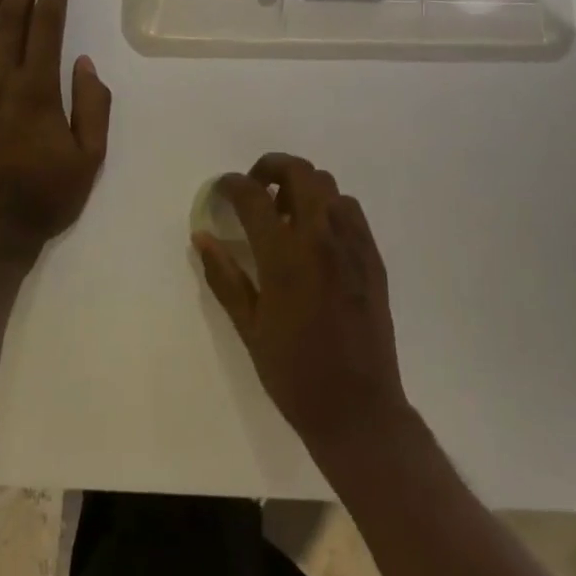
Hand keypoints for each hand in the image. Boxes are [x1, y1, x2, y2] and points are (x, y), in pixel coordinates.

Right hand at [195, 154, 411, 459]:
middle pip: (300, 172)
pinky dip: (328, 207)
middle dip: (271, 167)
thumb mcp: (248, 327)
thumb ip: (224, 276)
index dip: (232, 185)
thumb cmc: (293, 373)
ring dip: (301, 186)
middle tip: (255, 190)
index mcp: (285, 256)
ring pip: (328, 186)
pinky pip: (350, 211)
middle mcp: (322, 238)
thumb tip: (202, 237)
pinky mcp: (373, 257)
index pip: (254, 196)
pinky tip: (315, 236)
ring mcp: (353, 244)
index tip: (222, 189)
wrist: (358, 408)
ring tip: (284, 214)